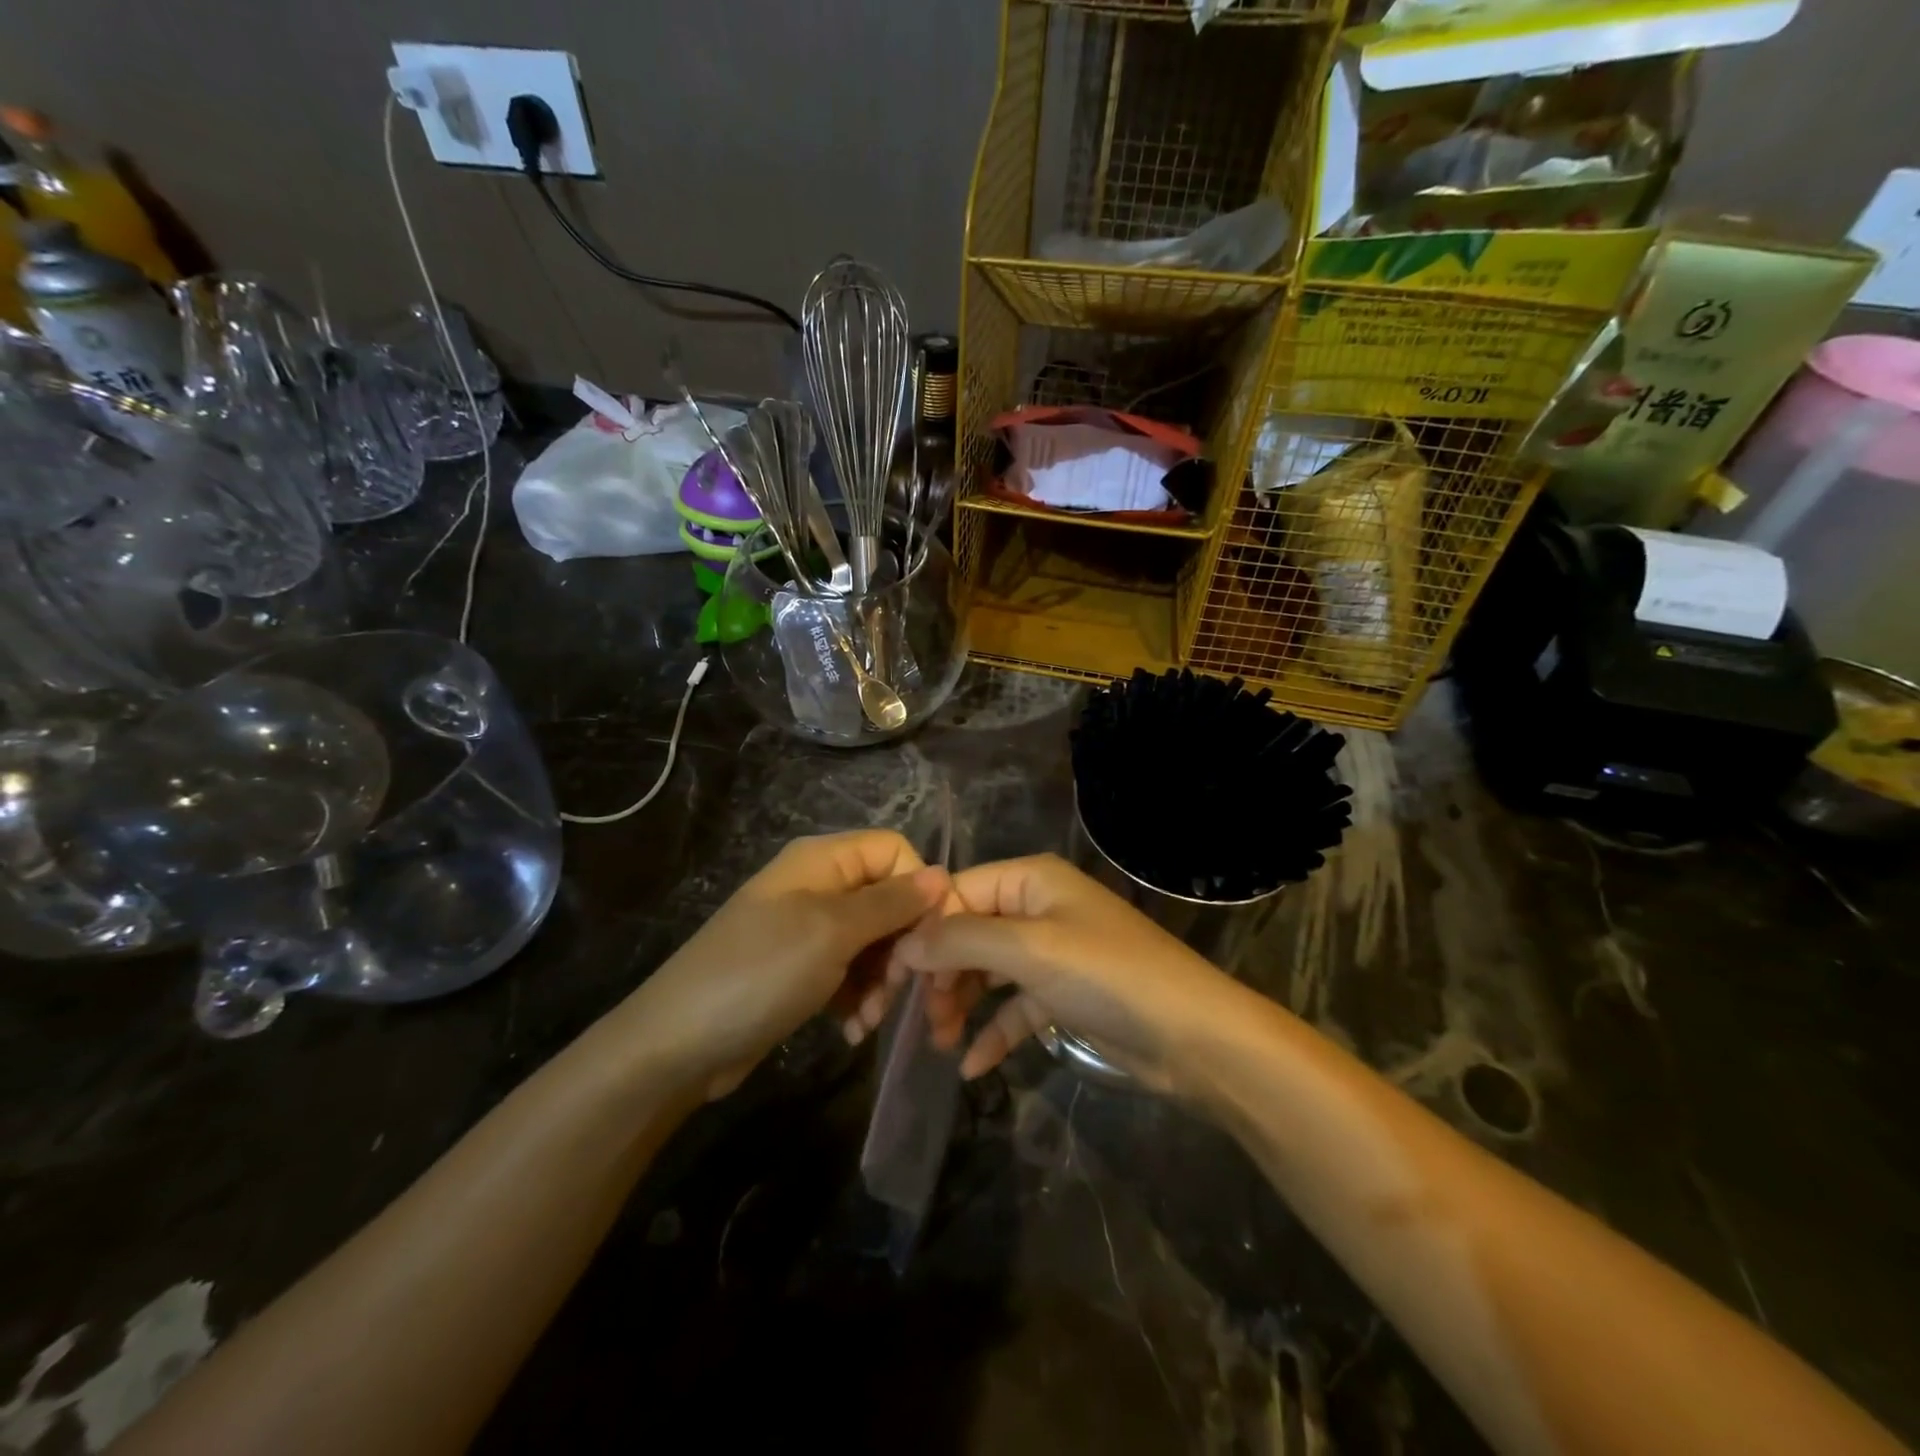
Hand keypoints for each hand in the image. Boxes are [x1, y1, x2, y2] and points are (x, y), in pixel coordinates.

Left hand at [612, 831, 947, 1099]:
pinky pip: (851, 972)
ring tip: (869, 1019)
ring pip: (875, 940)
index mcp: (823, 860)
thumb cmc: (759, 974)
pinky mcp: (802, 969)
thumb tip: (941, 874)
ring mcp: (808, 929)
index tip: (935, 937)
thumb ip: (891, 902)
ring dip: (882, 980)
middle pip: (889, 899)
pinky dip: (859, 998)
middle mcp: (819, 886)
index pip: (895, 851)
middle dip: (903, 945)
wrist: (677, 1046)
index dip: (920, 888)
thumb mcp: (831, 932)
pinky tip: (852, 1029)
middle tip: (898, 989)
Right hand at [890, 854, 1241, 1090]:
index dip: (921, 932)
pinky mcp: (1066, 994)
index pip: (956, 894)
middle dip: (940, 974)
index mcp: (1030, 880)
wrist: (1194, 1038)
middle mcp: (1038, 907)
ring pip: (988, 971)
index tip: (890, 978)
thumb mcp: (1028, 950)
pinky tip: (972, 1065)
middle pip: (969, 933)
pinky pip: (1015, 1006)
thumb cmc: (1107, 976)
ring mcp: (1053, 952)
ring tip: (940, 1042)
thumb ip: (960, 941)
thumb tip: (904, 944)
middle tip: (917, 1019)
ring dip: (961, 1003)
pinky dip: (994, 1030)